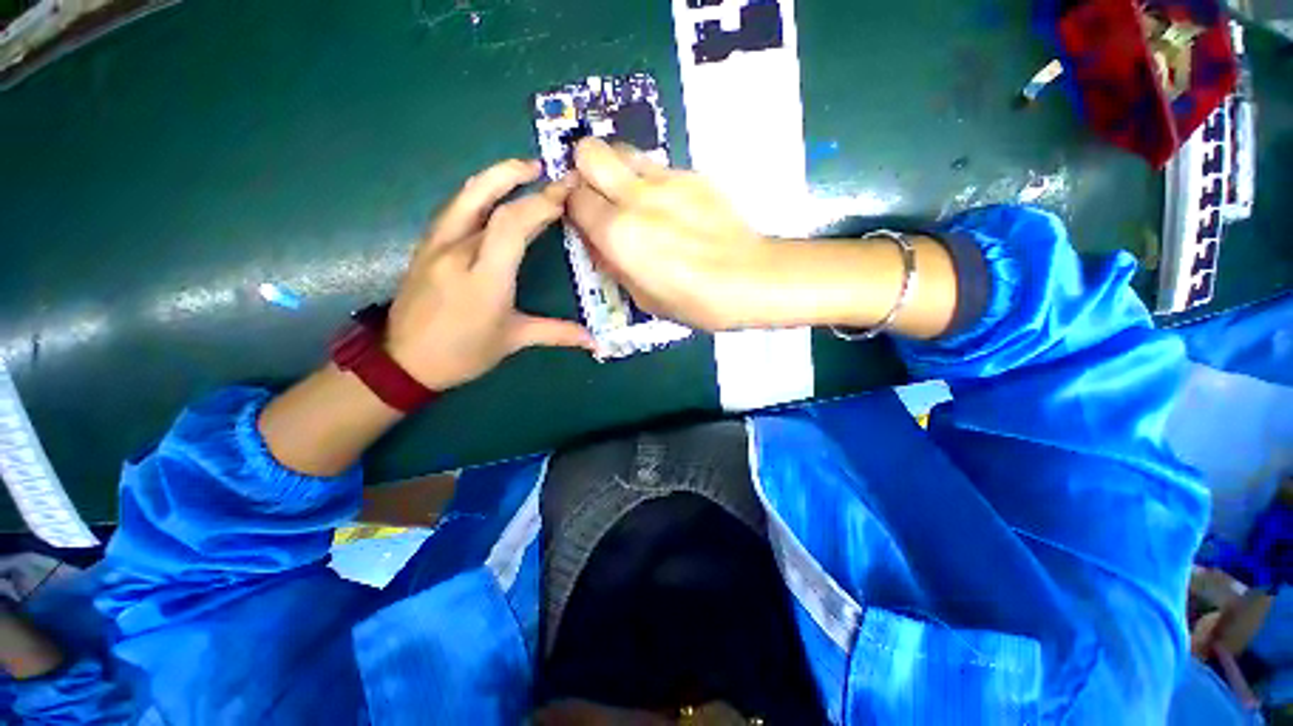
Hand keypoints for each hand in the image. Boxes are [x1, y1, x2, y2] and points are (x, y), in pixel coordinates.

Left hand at [386, 159, 592, 390]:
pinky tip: (493, 197)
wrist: (404, 361)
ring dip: (494, 177)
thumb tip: (593, 341)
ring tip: (521, 171)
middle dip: (515, 175)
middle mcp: (458, 252)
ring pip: (464, 197)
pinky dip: (478, 194)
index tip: (564, 195)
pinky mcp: (425, 246)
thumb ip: (557, 333)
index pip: (512, 225)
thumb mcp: (513, 340)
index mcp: (485, 278)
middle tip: (543, 169)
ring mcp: (436, 245)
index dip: (540, 204)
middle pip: (484, 198)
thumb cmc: (464, 353)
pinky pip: (454, 209)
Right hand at [566, 138, 779, 330]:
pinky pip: (659, 167)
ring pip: (624, 150)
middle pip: (590, 151)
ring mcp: (667, 180)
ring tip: (636, 199)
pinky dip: (653, 182)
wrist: (749, 279)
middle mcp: (635, 196)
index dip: (575, 208)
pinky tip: (673, 209)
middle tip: (602, 197)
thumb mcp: (642, 297)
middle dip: (586, 170)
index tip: (586, 220)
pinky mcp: (693, 175)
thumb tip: (598, 242)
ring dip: (619, 170)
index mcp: (618, 233)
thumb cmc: (693, 301)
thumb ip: (613, 264)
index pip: (575, 198)